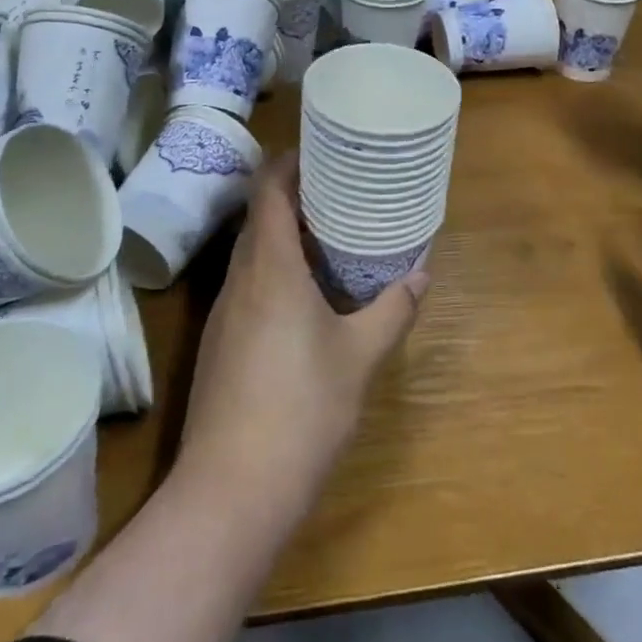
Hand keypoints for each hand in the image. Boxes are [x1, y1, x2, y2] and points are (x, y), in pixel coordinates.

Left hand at [178, 153, 428, 508]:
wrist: (231, 490)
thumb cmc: (302, 410)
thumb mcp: (360, 357)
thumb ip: (392, 310)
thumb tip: (421, 276)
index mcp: (270, 268)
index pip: (269, 191)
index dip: (289, 162)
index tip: (321, 150)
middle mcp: (239, 280)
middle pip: (259, 217)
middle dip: (294, 196)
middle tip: (339, 190)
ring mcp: (224, 313)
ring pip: (251, 253)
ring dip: (284, 235)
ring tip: (329, 235)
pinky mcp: (220, 343)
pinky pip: (248, 284)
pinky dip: (275, 270)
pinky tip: (305, 293)